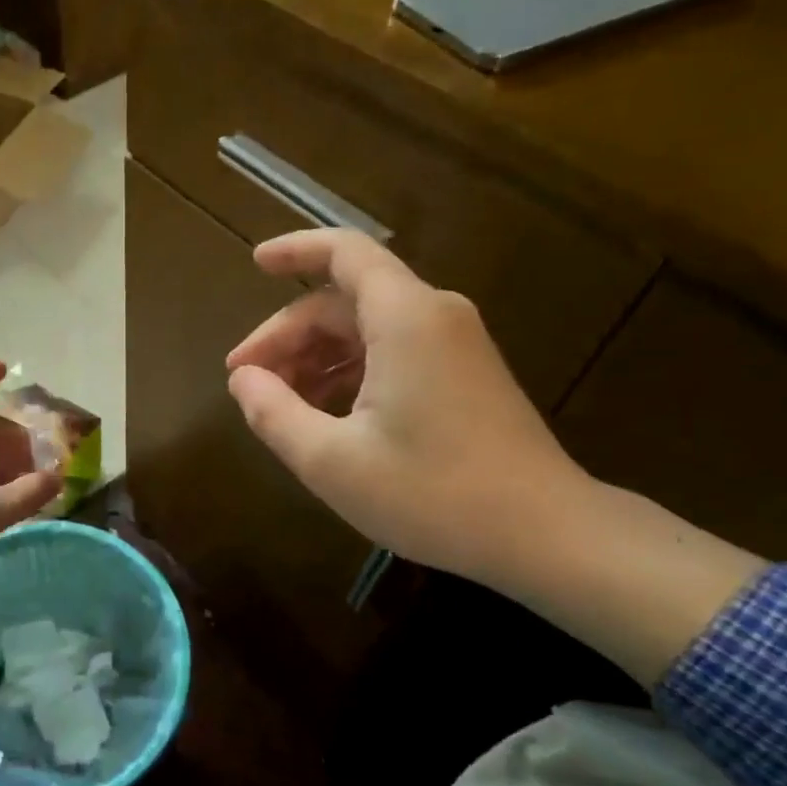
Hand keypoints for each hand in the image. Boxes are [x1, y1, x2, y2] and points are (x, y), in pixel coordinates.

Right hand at [224, 229, 585, 588]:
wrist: (545, 535)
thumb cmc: (433, 494)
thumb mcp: (331, 461)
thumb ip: (274, 413)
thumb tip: (242, 380)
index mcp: (405, 319)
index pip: (344, 253)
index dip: (294, 250)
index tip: (254, 264)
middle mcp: (433, 316)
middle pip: (344, 301)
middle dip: (288, 335)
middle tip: (246, 381)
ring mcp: (454, 346)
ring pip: (366, 329)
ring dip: (315, 357)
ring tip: (278, 404)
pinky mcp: (463, 375)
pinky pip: (392, 352)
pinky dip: (348, 371)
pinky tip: (324, 415)